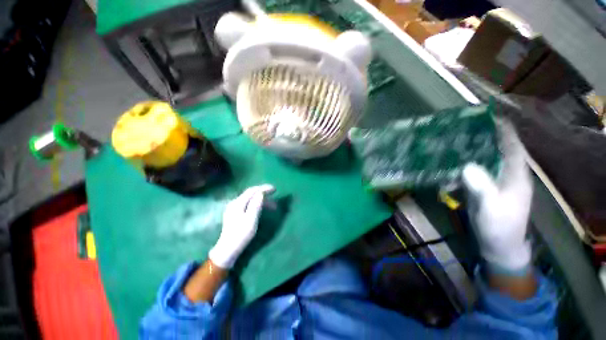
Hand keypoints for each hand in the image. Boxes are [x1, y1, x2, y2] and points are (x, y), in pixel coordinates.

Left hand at [209, 184, 274, 268]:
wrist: (228, 249)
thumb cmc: (241, 235)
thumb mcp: (251, 220)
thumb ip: (256, 205)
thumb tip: (261, 193)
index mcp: (238, 203)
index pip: (252, 191)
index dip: (264, 188)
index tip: (275, 189)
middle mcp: (235, 203)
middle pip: (251, 194)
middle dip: (264, 194)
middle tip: (275, 196)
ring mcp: (234, 208)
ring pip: (250, 199)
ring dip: (262, 200)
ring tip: (272, 206)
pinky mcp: (235, 213)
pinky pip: (248, 204)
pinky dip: (257, 204)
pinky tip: (262, 209)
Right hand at [462, 121, 532, 274]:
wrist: (497, 245)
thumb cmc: (500, 226)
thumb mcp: (491, 207)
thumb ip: (482, 186)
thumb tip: (466, 166)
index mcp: (515, 174)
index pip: (512, 145)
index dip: (503, 130)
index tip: (487, 116)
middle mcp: (505, 173)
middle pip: (495, 149)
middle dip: (480, 138)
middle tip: (460, 129)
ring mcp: (493, 181)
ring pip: (481, 161)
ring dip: (466, 154)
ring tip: (449, 146)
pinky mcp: (482, 188)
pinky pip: (471, 173)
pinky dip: (459, 170)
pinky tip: (446, 172)